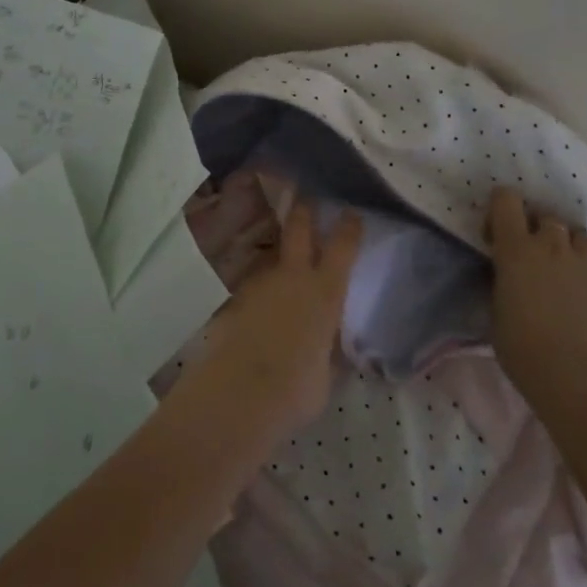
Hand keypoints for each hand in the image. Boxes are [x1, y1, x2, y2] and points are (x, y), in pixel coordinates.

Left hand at [186, 199, 361, 437]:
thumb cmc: (296, 390)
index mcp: (325, 293)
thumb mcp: (327, 374)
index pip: (343, 248)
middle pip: (299, 228)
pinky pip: (254, 285)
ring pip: (272, 256)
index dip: (349, 227)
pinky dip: (260, 290)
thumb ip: (330, 351)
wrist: (240, 394)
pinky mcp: (234, 298)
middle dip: (305, 208)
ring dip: (279, 254)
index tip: (352, 212)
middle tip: (306, 193)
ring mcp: (260, 283)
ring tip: (283, 261)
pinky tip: (260, 305)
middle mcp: (292, 277)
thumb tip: (331, 346)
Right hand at [487, 187, 586, 403]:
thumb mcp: (495, 305)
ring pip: (582, 236)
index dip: (501, 210)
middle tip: (535, 259)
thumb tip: (510, 274)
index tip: (498, 235)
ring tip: (570, 271)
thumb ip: (503, 278)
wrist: (570, 375)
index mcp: (516, 247)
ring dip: (573, 248)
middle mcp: (552, 244)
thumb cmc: (519, 345)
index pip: (506, 199)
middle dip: (539, 232)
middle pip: (548, 218)